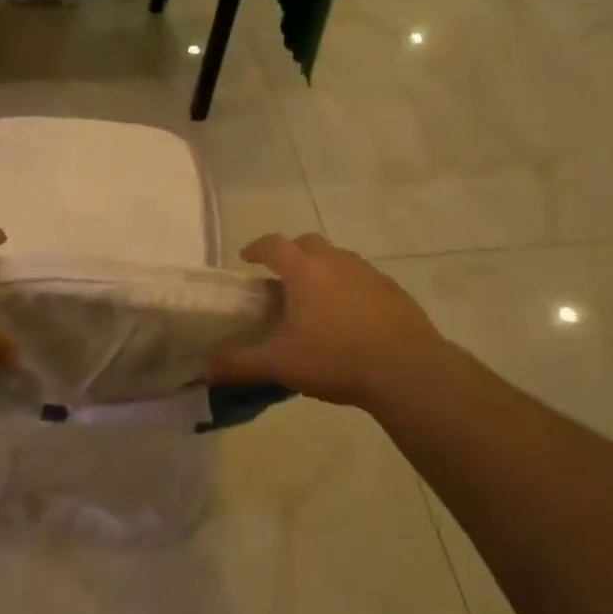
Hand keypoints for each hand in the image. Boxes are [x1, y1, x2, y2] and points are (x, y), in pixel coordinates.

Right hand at [209, 233, 456, 408]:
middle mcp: (336, 262)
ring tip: (315, 300)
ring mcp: (369, 273)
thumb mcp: (281, 364)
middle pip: (308, 243)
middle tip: (282, 279)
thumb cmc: (336, 359)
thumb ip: (240, 364)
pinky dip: (349, 287)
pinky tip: (350, 317)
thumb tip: (204, 369)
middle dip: (291, 253)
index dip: (256, 248)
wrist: (408, 371)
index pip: (273, 245)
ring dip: (322, 269)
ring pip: (338, 258)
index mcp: (305, 271)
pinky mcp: (394, 291)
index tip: (247, 259)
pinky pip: (363, 278)